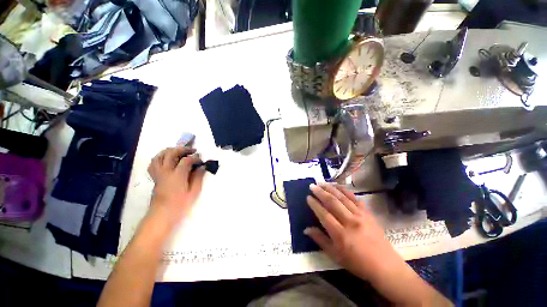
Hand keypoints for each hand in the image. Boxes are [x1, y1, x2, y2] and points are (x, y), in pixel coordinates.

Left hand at [147, 147, 205, 225]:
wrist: (162, 214)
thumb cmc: (180, 204)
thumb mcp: (194, 192)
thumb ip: (198, 177)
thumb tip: (202, 167)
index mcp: (177, 176)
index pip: (186, 160)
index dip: (195, 158)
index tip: (201, 160)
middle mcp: (165, 172)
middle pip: (171, 153)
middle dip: (183, 149)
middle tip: (192, 151)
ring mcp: (158, 174)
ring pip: (160, 156)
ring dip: (170, 150)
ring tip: (179, 151)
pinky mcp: (155, 177)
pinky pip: (154, 162)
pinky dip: (161, 157)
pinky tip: (168, 159)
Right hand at [305, 183, 403, 282]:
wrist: (385, 265)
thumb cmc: (357, 263)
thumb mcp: (335, 256)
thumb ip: (320, 240)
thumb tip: (306, 229)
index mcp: (341, 235)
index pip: (324, 214)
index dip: (314, 204)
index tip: (308, 197)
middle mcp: (350, 222)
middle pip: (332, 202)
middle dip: (320, 192)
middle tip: (312, 186)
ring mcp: (360, 216)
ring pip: (342, 197)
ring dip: (330, 188)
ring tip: (321, 183)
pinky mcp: (367, 213)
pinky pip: (354, 198)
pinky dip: (345, 191)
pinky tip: (338, 186)